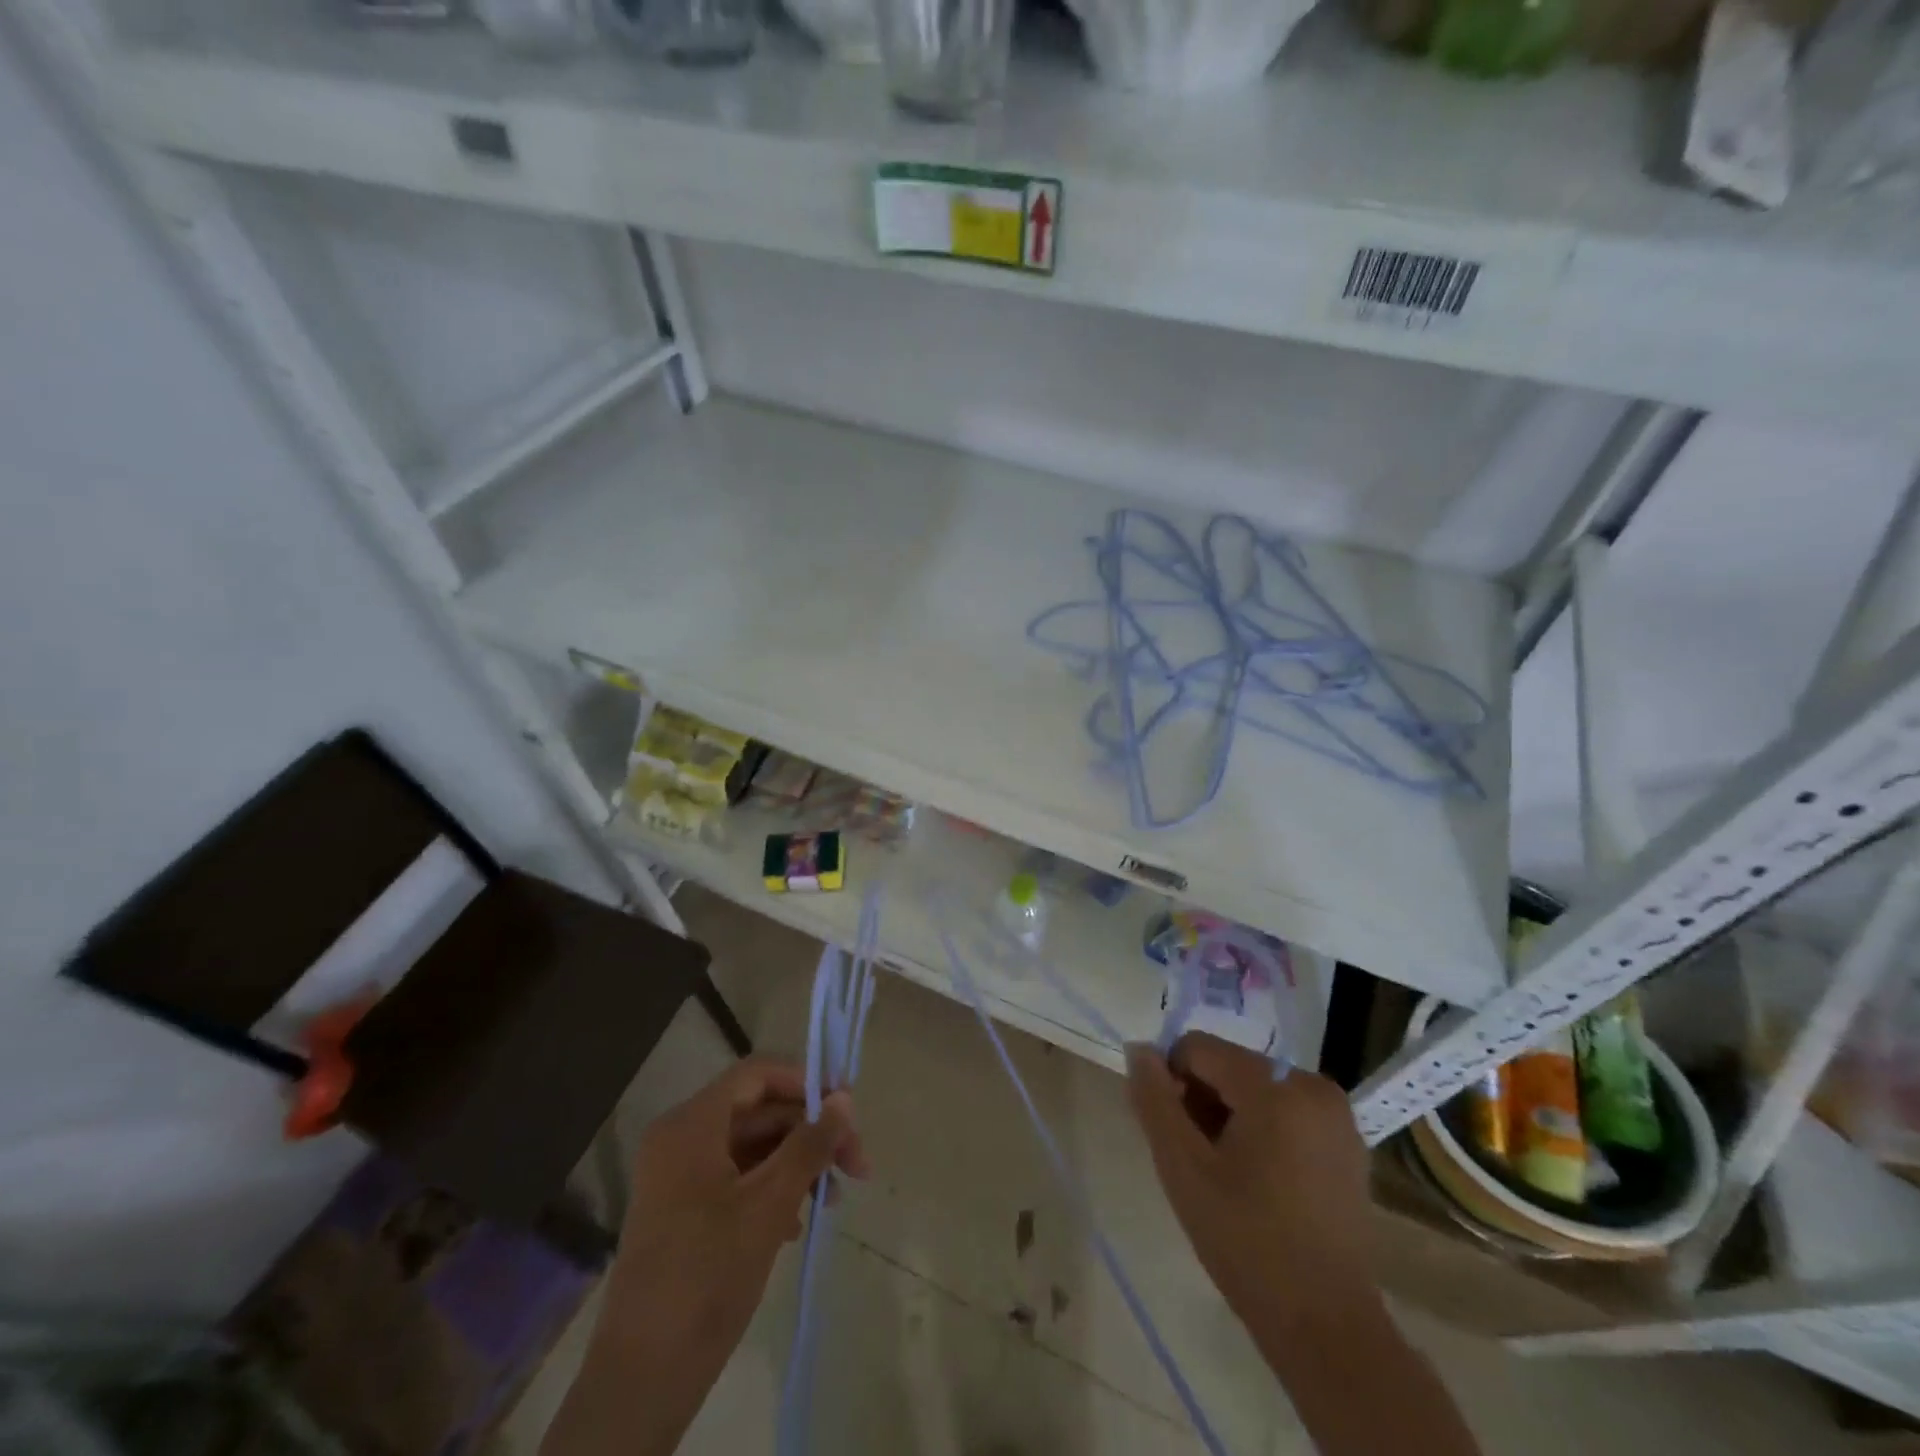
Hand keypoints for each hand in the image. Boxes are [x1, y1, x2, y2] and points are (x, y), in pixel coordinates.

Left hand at [611, 1055, 867, 1345]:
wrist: (642, 1379)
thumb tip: (844, 1099)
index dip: (806, 1082)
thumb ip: (809, 1145)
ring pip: (752, 1147)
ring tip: (831, 1200)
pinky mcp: (683, 1211)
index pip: (758, 1074)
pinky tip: (796, 1224)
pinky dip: (771, 1190)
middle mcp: (681, 1138)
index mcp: (691, 1124)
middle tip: (855, 1167)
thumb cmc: (707, 1277)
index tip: (848, 1110)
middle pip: (759, 1112)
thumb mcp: (769, 1205)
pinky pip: (737, 1179)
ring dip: (796, 1164)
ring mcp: (679, 1176)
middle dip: (810, 1133)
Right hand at [1127, 1033, 1374, 1340]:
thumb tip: (1138, 1049)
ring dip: (1230, 1116)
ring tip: (1227, 1175)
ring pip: (1256, 1088)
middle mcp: (1312, 1085)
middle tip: (1199, 1161)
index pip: (1199, 1048)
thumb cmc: (1246, 1242)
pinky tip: (1259, 1181)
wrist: (1326, 1327)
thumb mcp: (1182, 1167)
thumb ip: (1154, 1100)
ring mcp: (1336, 1115)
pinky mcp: (1347, 1143)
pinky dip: (1262, 1130)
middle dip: (1203, 1101)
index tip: (1174, 1135)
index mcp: (1275, 1086)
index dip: (1172, 1082)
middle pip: (1230, 1066)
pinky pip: (1285, 1110)